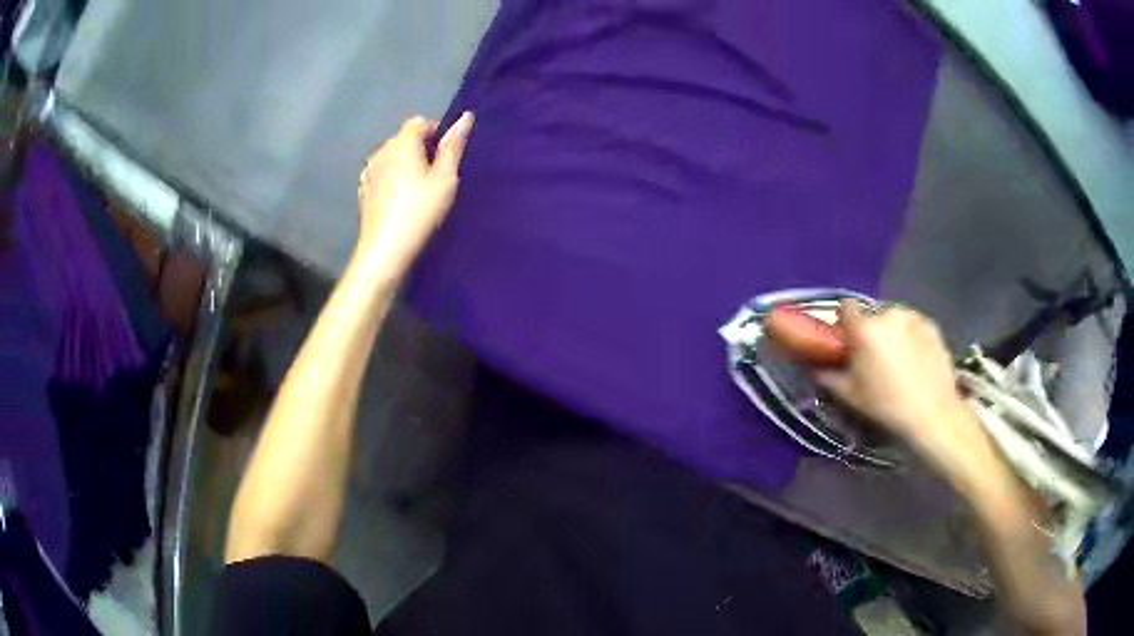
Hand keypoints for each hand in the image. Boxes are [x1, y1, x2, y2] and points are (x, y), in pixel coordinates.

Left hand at [356, 112, 473, 274]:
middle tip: (437, 174)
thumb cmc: (420, 210)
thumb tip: (466, 116)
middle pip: (404, 138)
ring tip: (419, 189)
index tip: (447, 155)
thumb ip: (453, 146)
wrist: (386, 249)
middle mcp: (381, 151)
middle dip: (420, 148)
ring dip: (405, 163)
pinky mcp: (363, 190)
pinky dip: (392, 178)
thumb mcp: (445, 178)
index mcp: (402, 143)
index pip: (419, 122)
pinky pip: (382, 173)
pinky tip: (401, 200)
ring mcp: (369, 171)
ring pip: (392, 156)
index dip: (436, 132)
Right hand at [815, 300, 993, 480]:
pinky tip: (916, 359)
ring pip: (894, 319)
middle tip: (875, 357)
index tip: (847, 339)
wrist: (933, 413)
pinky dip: (911, 336)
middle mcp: (888, 314)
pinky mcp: (932, 325)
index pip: (846, 306)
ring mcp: (913, 317)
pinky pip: (914, 325)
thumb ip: (830, 377)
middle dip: (871, 331)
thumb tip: (817, 368)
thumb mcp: (852, 397)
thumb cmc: (887, 405)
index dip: (844, 321)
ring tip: (898, 359)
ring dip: (892, 332)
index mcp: (865, 329)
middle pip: (872, 315)